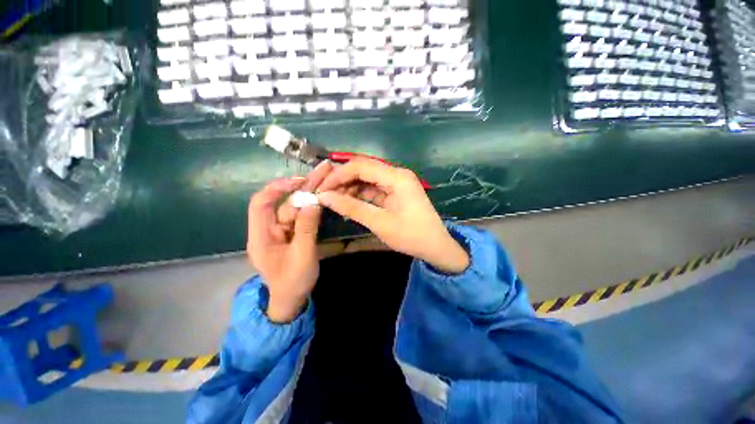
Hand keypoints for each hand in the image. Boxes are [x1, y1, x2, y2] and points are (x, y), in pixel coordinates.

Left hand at [247, 162, 330, 322]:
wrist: (291, 300)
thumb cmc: (292, 282)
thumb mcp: (302, 256)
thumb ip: (307, 229)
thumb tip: (313, 202)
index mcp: (262, 235)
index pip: (261, 203)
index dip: (277, 188)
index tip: (298, 181)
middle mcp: (270, 228)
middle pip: (284, 201)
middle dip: (302, 185)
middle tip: (322, 170)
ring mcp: (283, 230)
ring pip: (296, 206)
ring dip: (310, 192)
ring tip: (327, 176)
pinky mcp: (294, 233)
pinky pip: (303, 216)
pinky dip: (313, 205)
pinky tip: (324, 195)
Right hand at [316, 158, 468, 273]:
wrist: (436, 247)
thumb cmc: (410, 236)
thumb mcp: (379, 222)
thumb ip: (351, 207)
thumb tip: (324, 197)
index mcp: (397, 177)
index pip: (361, 166)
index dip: (338, 175)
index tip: (321, 188)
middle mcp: (397, 174)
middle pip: (364, 169)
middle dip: (343, 179)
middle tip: (325, 193)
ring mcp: (398, 182)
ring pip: (368, 178)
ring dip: (351, 187)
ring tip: (334, 199)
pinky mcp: (396, 192)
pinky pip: (375, 188)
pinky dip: (361, 194)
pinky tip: (349, 202)